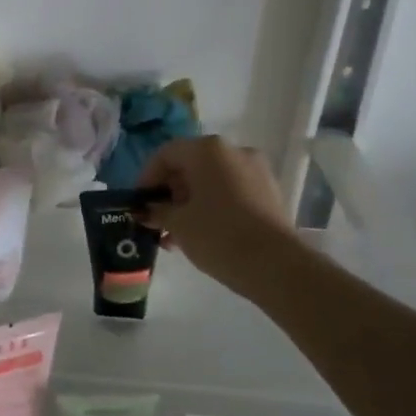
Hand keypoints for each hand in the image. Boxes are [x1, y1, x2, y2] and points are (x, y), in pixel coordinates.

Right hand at [136, 137, 291, 296]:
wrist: (277, 265)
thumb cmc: (218, 235)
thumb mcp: (178, 224)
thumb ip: (157, 211)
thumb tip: (146, 210)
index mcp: (208, 150)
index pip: (166, 154)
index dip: (146, 177)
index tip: (138, 203)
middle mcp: (233, 151)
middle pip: (190, 165)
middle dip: (169, 192)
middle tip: (155, 220)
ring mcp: (255, 171)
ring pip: (211, 180)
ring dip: (189, 202)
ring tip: (174, 235)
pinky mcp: (269, 192)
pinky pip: (231, 191)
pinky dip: (212, 206)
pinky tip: (200, 234)